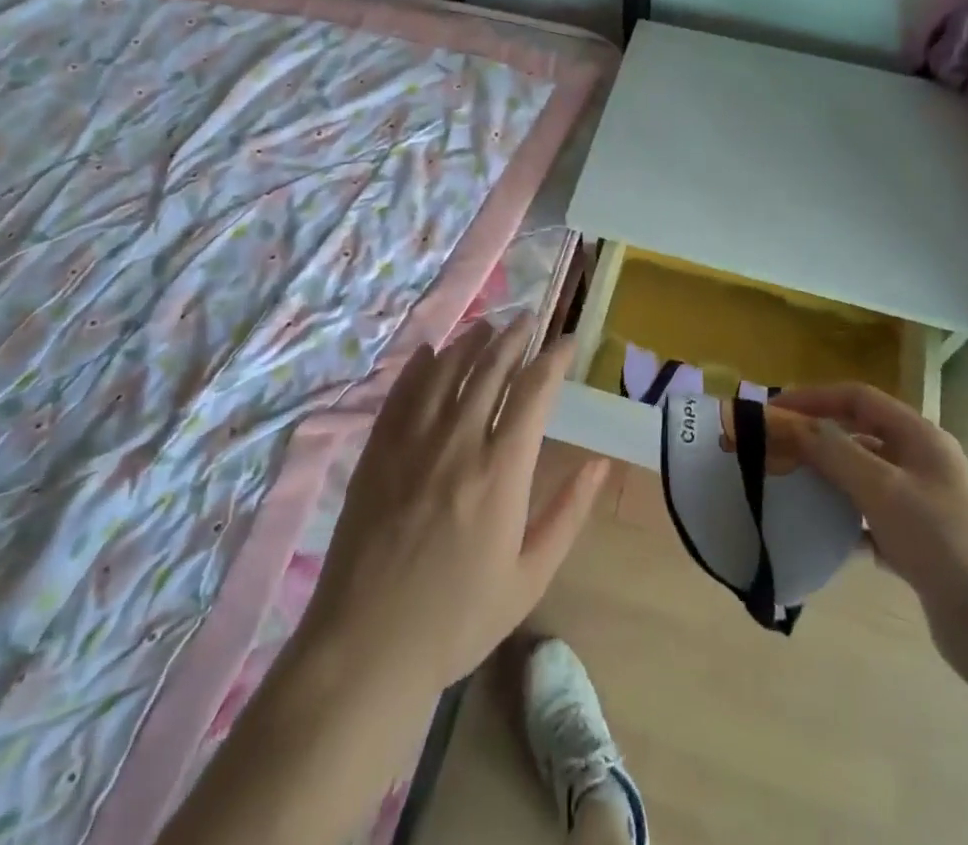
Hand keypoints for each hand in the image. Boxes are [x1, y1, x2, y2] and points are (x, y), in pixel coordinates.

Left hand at [294, 321, 610, 699]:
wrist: (366, 648)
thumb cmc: (457, 618)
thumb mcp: (529, 577)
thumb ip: (568, 513)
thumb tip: (601, 463)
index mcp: (501, 471)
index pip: (534, 390)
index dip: (554, 358)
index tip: (568, 341)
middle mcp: (458, 442)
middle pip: (490, 368)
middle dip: (513, 337)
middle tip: (527, 320)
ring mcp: (411, 442)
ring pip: (445, 370)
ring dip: (470, 341)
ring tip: (487, 327)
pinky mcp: (377, 451)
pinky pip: (401, 392)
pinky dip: (419, 366)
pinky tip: (429, 352)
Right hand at [772, 383, 967, 677]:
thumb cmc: (945, 544)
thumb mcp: (884, 489)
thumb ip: (835, 451)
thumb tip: (791, 422)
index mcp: (920, 437)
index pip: (859, 398)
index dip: (816, 397)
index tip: (775, 409)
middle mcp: (922, 462)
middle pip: (860, 435)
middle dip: (818, 437)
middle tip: (776, 448)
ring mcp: (923, 505)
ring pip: (864, 477)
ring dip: (829, 477)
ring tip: (789, 486)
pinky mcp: (919, 545)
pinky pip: (871, 518)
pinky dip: (845, 519)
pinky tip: (821, 532)